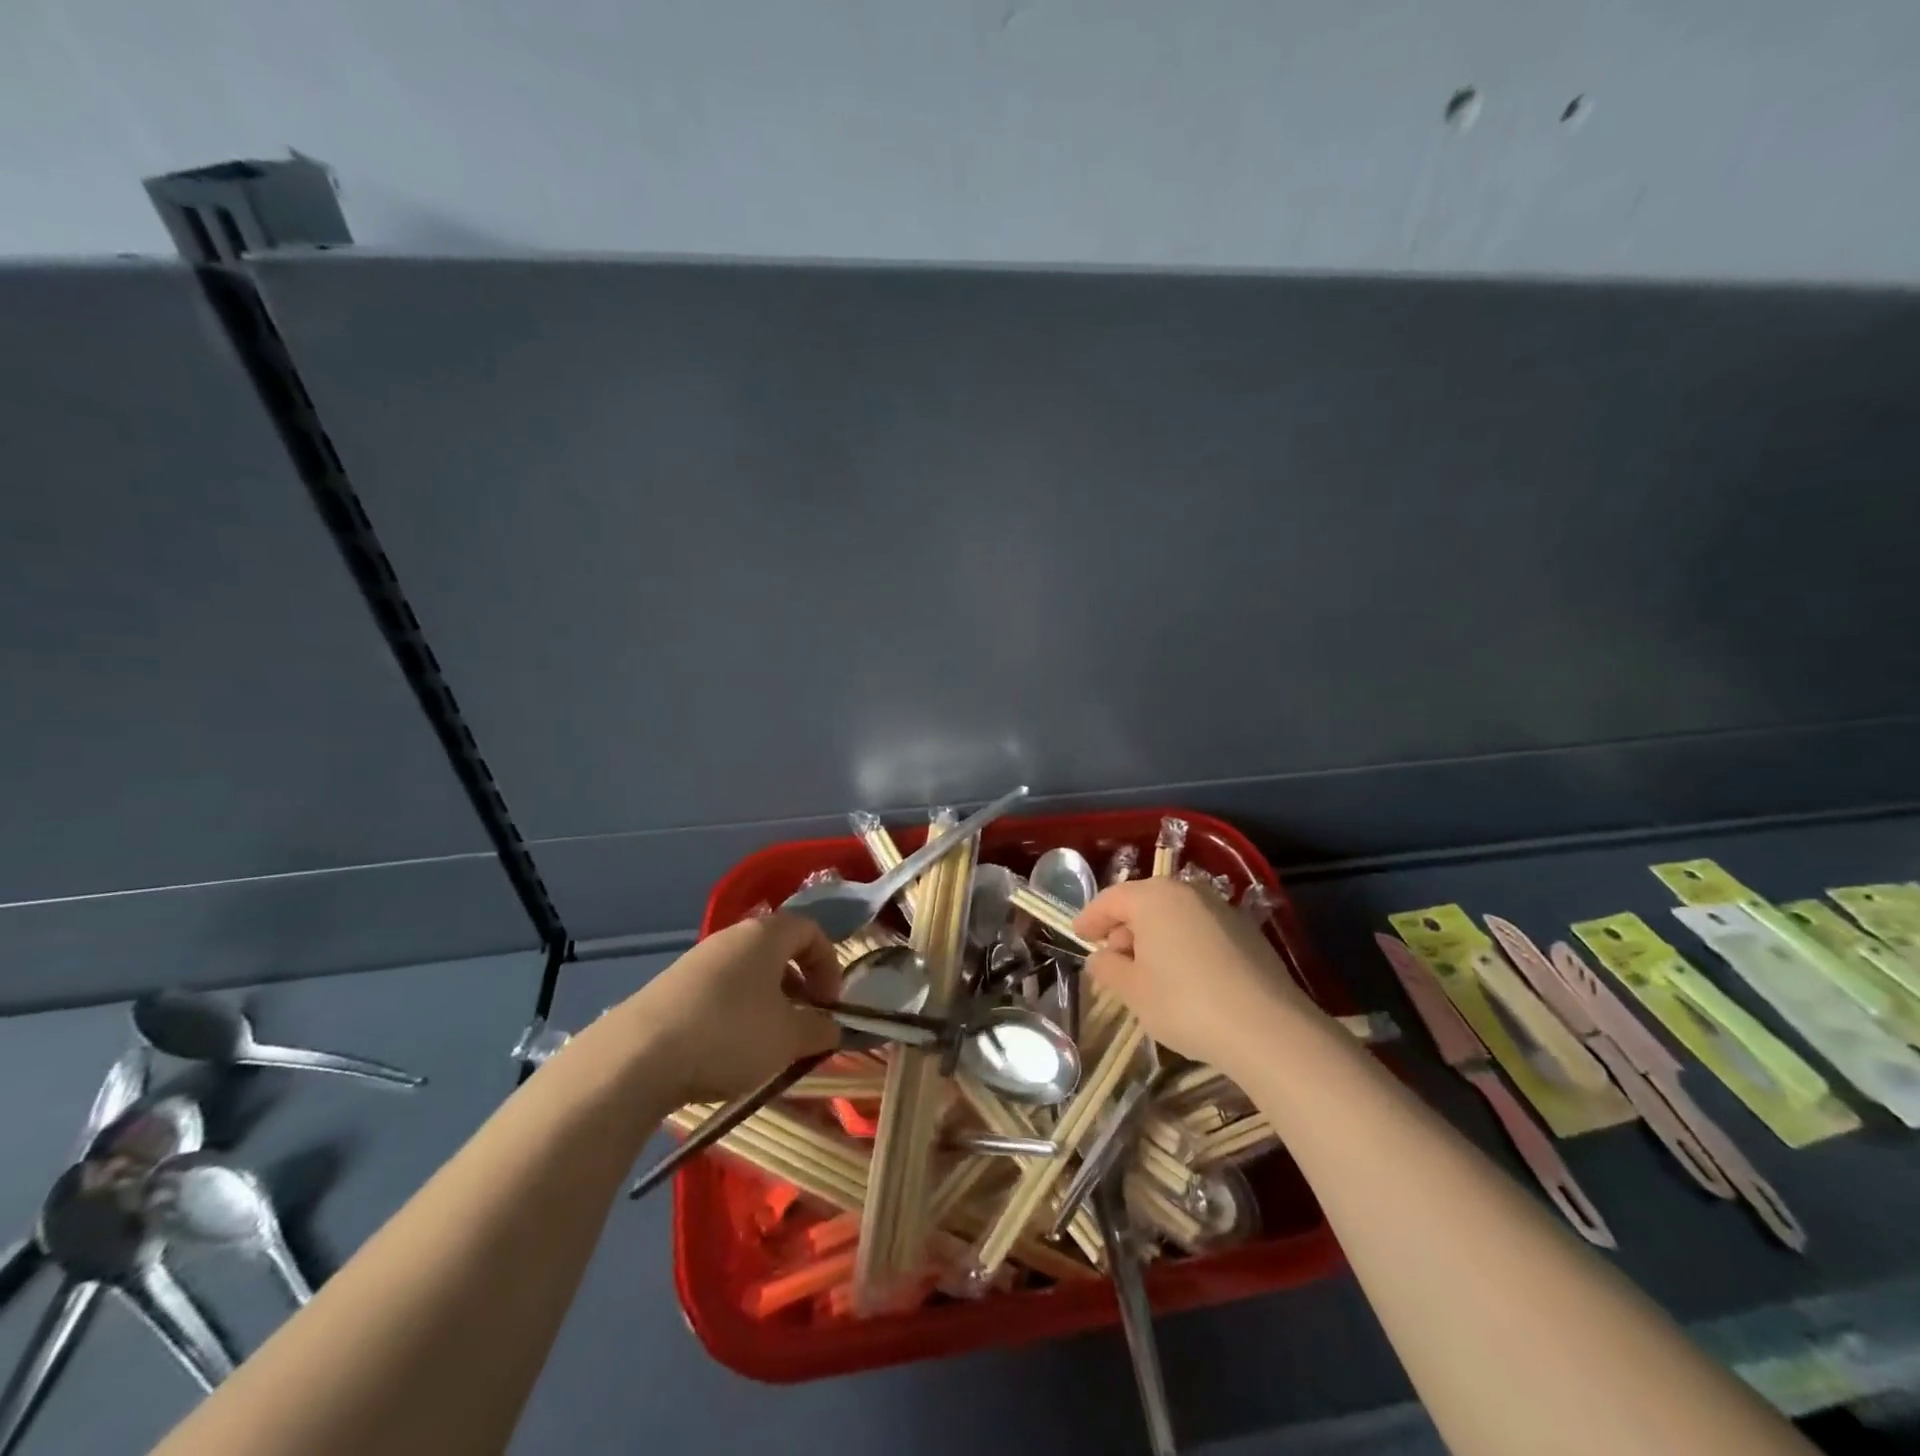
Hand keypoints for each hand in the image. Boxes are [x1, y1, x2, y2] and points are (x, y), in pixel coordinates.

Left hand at [617, 914, 842, 1103]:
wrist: (636, 1058)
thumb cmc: (729, 1035)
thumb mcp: (788, 1038)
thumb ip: (820, 1029)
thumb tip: (833, 1026)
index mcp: (765, 934)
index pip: (811, 931)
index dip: (829, 965)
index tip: (829, 1004)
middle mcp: (731, 937)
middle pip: (777, 950)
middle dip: (799, 984)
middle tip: (804, 1022)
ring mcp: (696, 960)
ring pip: (747, 972)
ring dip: (768, 1001)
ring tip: (767, 1042)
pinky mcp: (670, 987)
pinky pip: (719, 990)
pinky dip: (736, 1011)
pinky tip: (727, 1049)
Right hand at [1073, 878, 1319, 1071]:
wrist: (1267, 1029)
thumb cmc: (1185, 1003)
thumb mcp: (1133, 991)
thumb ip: (1109, 969)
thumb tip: (1101, 957)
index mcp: (1154, 897)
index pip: (1111, 899)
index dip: (1090, 918)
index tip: (1078, 935)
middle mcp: (1188, 892)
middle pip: (1144, 902)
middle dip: (1123, 927)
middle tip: (1111, 956)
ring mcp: (1222, 909)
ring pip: (1174, 915)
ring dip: (1154, 936)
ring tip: (1145, 970)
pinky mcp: (1247, 932)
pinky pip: (1199, 929)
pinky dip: (1182, 943)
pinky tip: (1182, 975)